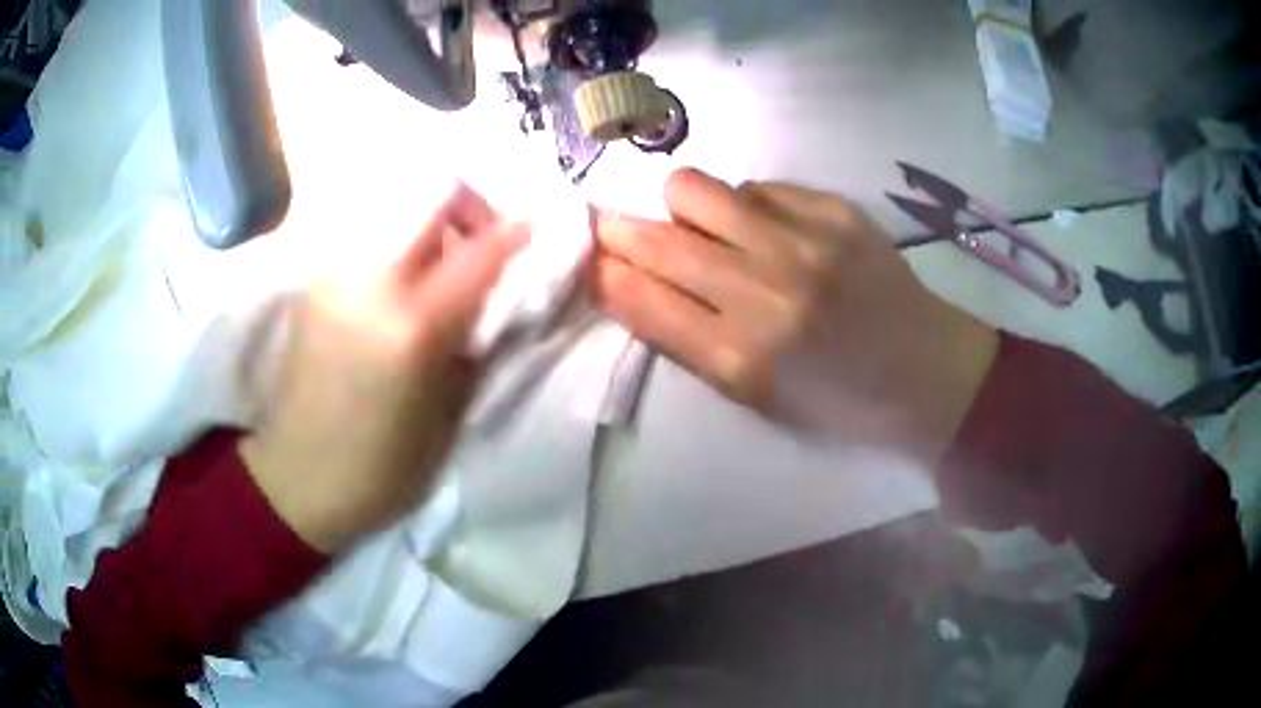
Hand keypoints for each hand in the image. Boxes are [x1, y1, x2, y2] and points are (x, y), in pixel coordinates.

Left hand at [240, 185, 525, 553]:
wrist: (296, 480)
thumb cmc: (382, 469)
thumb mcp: (448, 418)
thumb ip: (475, 344)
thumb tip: (496, 298)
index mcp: (412, 329)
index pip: (478, 253)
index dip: (515, 231)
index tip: (535, 224)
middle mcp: (369, 285)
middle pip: (428, 193)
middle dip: (467, 205)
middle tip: (481, 239)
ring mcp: (335, 277)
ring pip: (395, 208)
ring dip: (430, 225)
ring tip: (440, 266)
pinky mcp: (315, 285)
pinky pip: (369, 239)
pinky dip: (398, 245)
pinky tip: (402, 284)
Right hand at [592, 168, 997, 459]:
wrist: (923, 371)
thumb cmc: (834, 399)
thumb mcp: (753, 395)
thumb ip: (686, 338)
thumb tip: (625, 280)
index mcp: (742, 360)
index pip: (640, 298)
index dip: (601, 270)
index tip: (587, 256)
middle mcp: (767, 294)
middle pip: (656, 238)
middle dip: (617, 229)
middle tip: (614, 227)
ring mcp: (805, 243)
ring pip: (695, 188)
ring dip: (683, 208)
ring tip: (708, 229)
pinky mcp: (836, 210)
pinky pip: (756, 186)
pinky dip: (748, 206)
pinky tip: (773, 232)